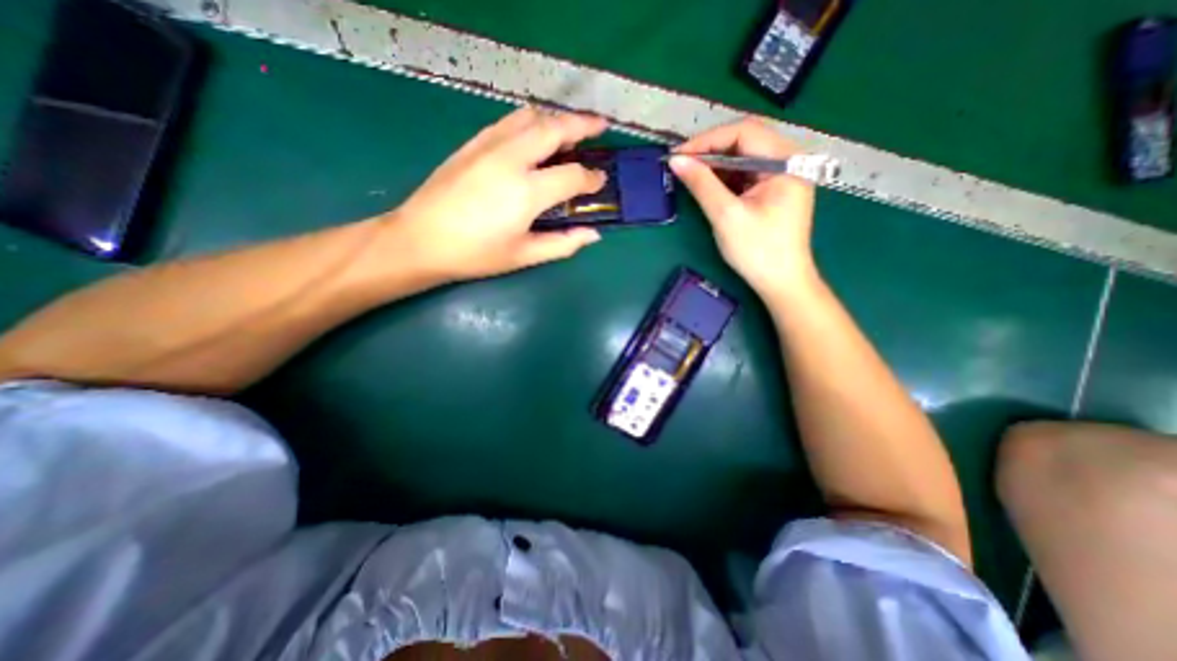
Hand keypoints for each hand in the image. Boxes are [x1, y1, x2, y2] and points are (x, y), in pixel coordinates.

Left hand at [390, 105, 612, 280]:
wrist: (420, 239)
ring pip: (531, 117)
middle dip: (583, 124)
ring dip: (556, 120)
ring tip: (569, 131)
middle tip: (601, 126)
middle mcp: (511, 159)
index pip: (572, 175)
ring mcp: (489, 145)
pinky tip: (534, 136)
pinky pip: (509, 121)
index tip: (600, 181)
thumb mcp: (524, 256)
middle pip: (555, 128)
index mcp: (527, 192)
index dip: (591, 177)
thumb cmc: (475, 254)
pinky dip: (530, 122)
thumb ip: (562, 244)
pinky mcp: (473, 143)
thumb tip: (593, 234)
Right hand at [671, 118, 820, 297]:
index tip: (679, 155)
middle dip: (710, 151)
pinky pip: (745, 174)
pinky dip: (724, 178)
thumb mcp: (726, 216)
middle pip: (745, 140)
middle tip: (682, 165)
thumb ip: (702, 184)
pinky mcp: (773, 190)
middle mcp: (788, 160)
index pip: (744, 132)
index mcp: (786, 161)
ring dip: (715, 165)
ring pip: (743, 157)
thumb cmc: (757, 251)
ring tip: (690, 175)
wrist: (781, 282)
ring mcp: (782, 175)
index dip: (707, 140)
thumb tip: (676, 160)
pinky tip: (708, 186)